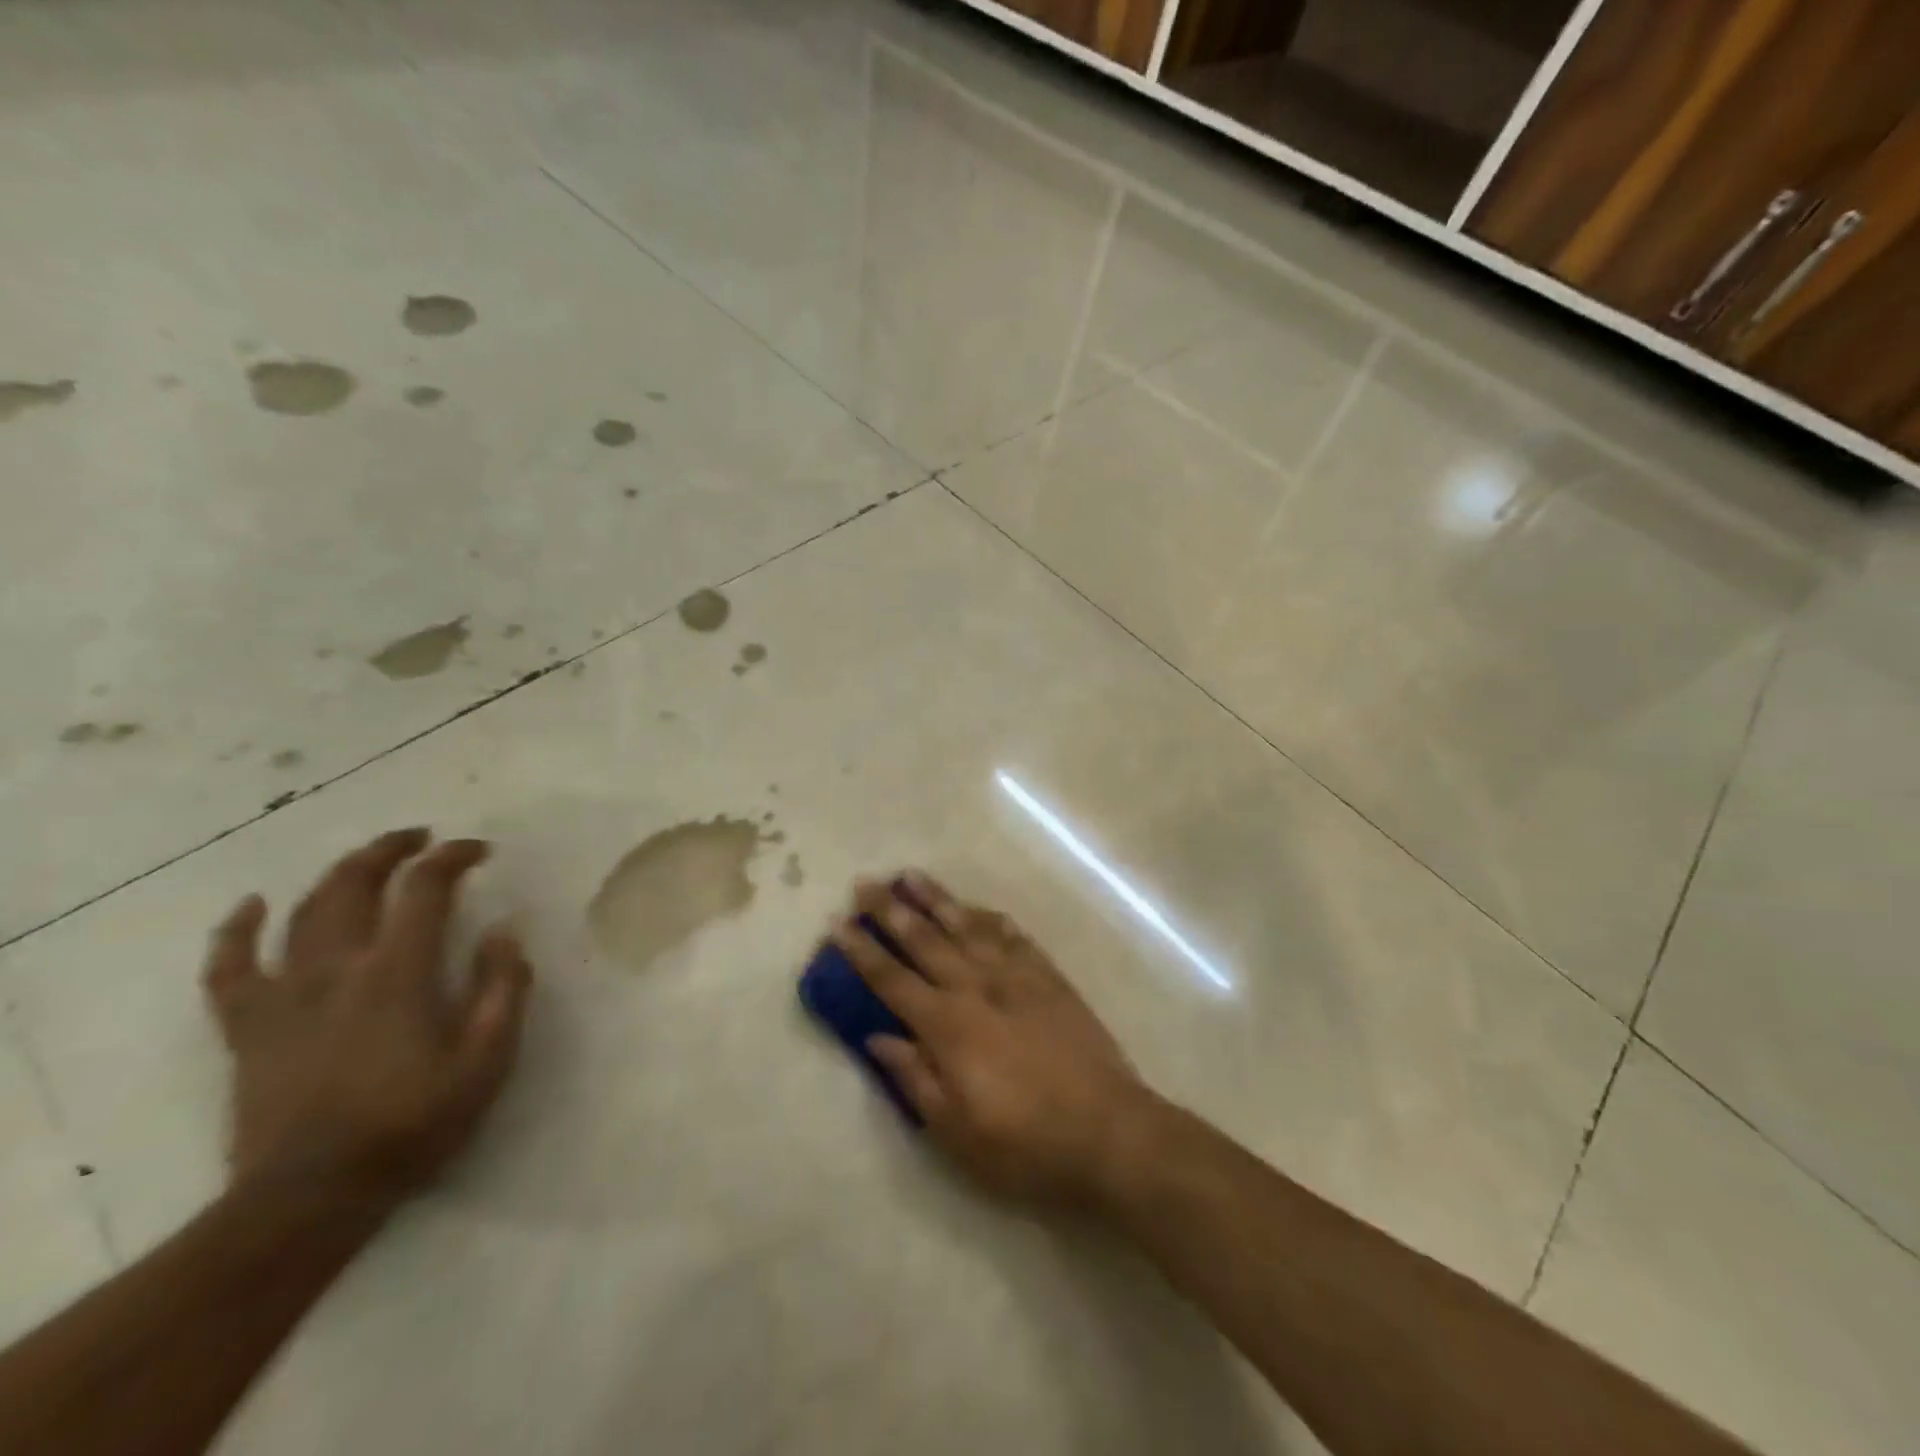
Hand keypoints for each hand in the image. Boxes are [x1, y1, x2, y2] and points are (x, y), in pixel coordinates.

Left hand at [202, 828, 532, 1205]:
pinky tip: (252, 905)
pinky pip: (229, 969)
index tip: (479, 850)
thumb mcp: (487, 1059)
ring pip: (303, 912)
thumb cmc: (413, 1123)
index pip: (425, 889)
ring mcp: (284, 995)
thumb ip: (502, 987)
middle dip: (391, 850)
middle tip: (422, 838)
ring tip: (367, 859)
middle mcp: (337, 969)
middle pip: (355, 885)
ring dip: (338, 875)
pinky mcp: (249, 1027)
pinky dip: (236, 931)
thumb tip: (505, 930)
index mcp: (398, 973)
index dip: (453, 857)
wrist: (312, 1196)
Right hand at [828, 873, 1153, 1207]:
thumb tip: (877, 1037)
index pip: (892, 980)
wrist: (1108, 1129)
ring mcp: (1016, 976)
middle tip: (867, 883)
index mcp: (947, 1026)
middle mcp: (976, 988)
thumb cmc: (1024, 1143)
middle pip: (925, 940)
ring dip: (937, 900)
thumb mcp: (956, 1130)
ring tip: (911, 876)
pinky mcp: (1048, 977)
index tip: (839, 923)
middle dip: (891, 910)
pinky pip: (1012, 935)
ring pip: (967, 926)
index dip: (863, 951)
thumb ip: (914, 1077)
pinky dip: (990, 917)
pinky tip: (977, 907)